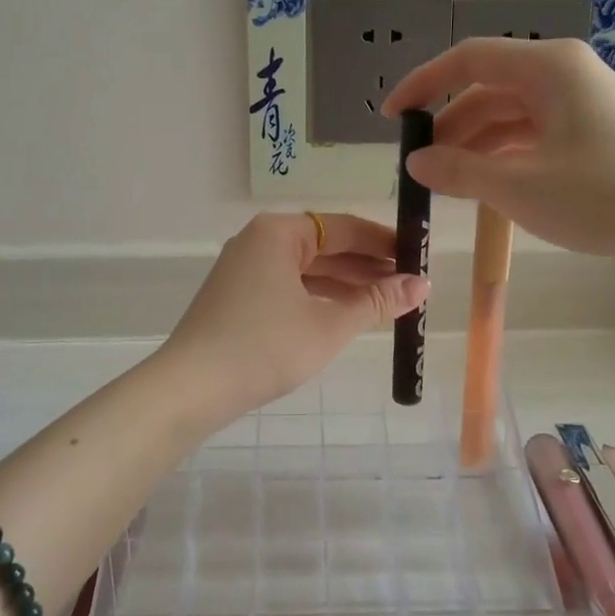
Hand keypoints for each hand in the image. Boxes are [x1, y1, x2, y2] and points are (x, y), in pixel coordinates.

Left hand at [160, 213, 428, 423]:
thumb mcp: (329, 325)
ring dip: (346, 284)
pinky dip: (319, 297)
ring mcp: (244, 269)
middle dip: (367, 266)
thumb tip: (422, 284)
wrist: (192, 388)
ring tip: (387, 301)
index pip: (344, 227)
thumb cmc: (265, 348)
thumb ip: (377, 302)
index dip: (384, 242)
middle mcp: (259, 241)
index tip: (418, 257)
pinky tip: (346, 313)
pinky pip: (289, 286)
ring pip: (307, 269)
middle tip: (410, 284)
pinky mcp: (237, 296)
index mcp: (279, 233)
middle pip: (325, 246)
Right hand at [381, 38, 614, 275]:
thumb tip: (415, 162)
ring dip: (474, 144)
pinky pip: (533, 133)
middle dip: (449, 126)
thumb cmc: (600, 196)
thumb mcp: (518, 186)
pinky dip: (504, 154)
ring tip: (446, 182)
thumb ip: (458, 170)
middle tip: (419, 166)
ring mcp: (581, 101)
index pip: (467, 60)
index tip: (392, 117)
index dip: (422, 85)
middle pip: (488, 89)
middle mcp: (563, 72)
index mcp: (547, 66)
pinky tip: (486, 184)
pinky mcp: (593, 130)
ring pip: (510, 114)